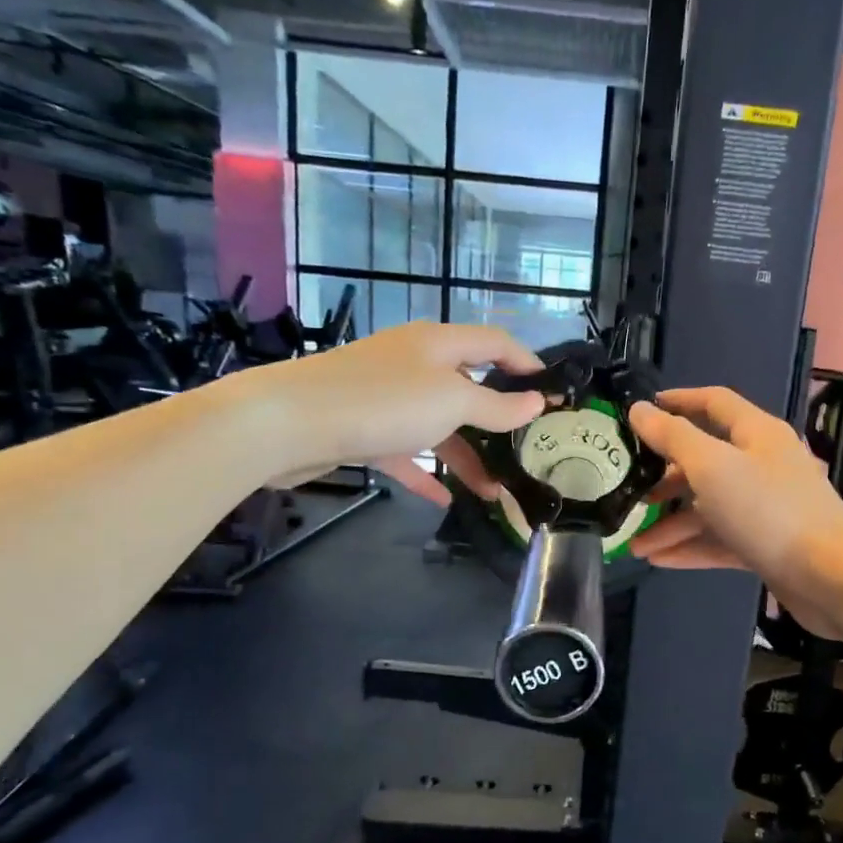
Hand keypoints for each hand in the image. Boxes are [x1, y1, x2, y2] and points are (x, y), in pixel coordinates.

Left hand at [250, 322, 545, 504]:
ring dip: (467, 458)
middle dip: (499, 422)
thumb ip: (496, 406)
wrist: (288, 423)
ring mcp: (387, 397)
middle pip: (469, 388)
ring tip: (493, 493)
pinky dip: (427, 473)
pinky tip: (445, 499)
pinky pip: (406, 451)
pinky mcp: (364, 428)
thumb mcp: (452, 402)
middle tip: (527, 451)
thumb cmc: (382, 402)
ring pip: (439, 426)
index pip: (496, 343)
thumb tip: (536, 403)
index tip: (554, 394)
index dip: (527, 363)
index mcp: (438, 344)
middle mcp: (414, 364)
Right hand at [627, 387, 842, 638]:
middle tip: (631, 491)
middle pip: (706, 461)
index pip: (714, 403)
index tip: (644, 410)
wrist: (831, 577)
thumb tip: (640, 409)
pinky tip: (659, 561)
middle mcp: (763, 464)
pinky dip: (692, 547)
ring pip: (710, 507)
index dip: (679, 401)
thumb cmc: (769, 511)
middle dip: (666, 478)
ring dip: (672, 523)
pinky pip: (721, 539)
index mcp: (757, 433)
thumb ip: (673, 436)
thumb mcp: (712, 466)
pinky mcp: (767, 544)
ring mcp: (767, 507)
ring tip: (635, 545)